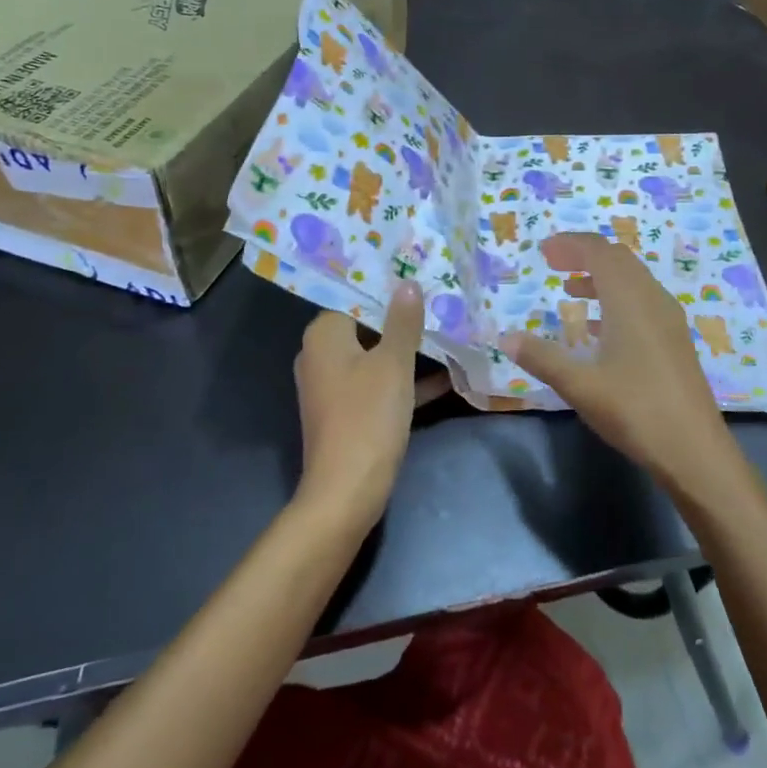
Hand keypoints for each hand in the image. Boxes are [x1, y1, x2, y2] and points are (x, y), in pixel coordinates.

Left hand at [293, 281, 425, 528]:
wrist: (346, 490)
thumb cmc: (368, 416)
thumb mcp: (393, 364)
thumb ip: (403, 321)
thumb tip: (407, 282)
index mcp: (324, 335)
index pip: (354, 296)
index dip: (386, 288)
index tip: (418, 277)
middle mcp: (320, 355)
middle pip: (365, 325)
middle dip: (401, 319)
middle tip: (438, 302)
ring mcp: (331, 385)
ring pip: (374, 356)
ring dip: (407, 350)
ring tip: (446, 332)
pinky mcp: (345, 411)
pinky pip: (376, 384)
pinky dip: (403, 381)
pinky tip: (444, 378)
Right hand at [503, 233, 750, 504]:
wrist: (695, 450)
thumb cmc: (635, 411)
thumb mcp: (580, 386)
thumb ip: (542, 358)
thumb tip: (505, 338)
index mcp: (630, 300)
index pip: (600, 252)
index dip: (571, 244)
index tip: (543, 250)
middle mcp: (653, 300)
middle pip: (619, 260)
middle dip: (585, 255)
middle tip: (554, 264)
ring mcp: (669, 320)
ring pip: (633, 281)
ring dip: (601, 277)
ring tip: (570, 291)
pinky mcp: (675, 340)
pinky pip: (642, 302)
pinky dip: (616, 299)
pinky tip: (598, 329)